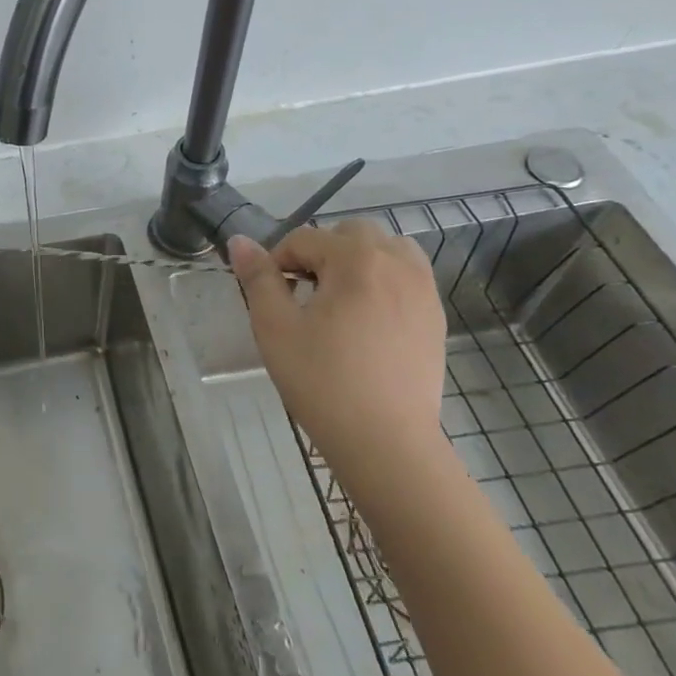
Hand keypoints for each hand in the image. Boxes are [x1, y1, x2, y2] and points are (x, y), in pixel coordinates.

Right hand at [227, 222, 447, 471]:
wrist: (386, 441)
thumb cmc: (322, 381)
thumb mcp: (275, 327)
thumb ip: (258, 278)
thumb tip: (240, 241)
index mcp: (356, 260)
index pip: (304, 238)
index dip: (278, 261)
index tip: (270, 297)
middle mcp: (396, 263)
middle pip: (350, 233)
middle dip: (321, 252)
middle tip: (302, 294)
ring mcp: (423, 289)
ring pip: (387, 249)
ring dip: (358, 260)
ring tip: (338, 299)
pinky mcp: (435, 316)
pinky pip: (408, 276)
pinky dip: (384, 280)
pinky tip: (365, 320)